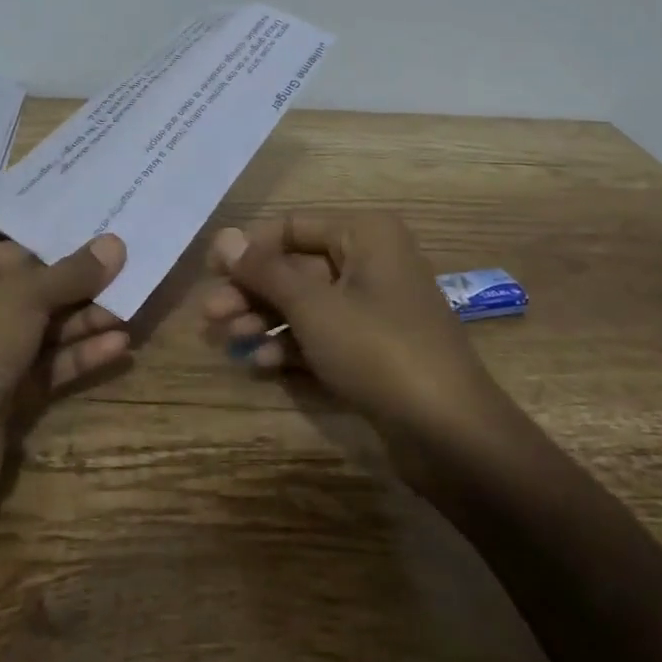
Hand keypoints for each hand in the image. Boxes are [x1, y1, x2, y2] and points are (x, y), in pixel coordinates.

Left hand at [0, 235, 128, 505]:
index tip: (109, 242)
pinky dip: (81, 355)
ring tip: (132, 309)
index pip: (20, 253)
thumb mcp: (23, 297)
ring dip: (87, 321)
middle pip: (38, 292)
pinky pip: (50, 366)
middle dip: (83, 287)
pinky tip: (119, 345)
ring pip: (47, 331)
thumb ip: (72, 273)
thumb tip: (115, 243)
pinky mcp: (7, 396)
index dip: (64, 248)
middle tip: (132, 274)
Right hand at [201, 212, 502, 447]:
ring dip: (265, 321)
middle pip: (295, 267)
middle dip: (252, 292)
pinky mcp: (374, 350)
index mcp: (364, 235)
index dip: (249, 249)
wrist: (452, 435)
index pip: (291, 227)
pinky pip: (323, 336)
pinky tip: (262, 366)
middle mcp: (371, 262)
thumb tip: (223, 237)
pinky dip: (292, 347)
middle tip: (210, 316)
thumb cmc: (379, 351)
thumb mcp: (313, 306)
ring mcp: (374, 309)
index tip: (211, 273)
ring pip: (306, 304)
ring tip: (229, 342)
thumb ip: (265, 271)